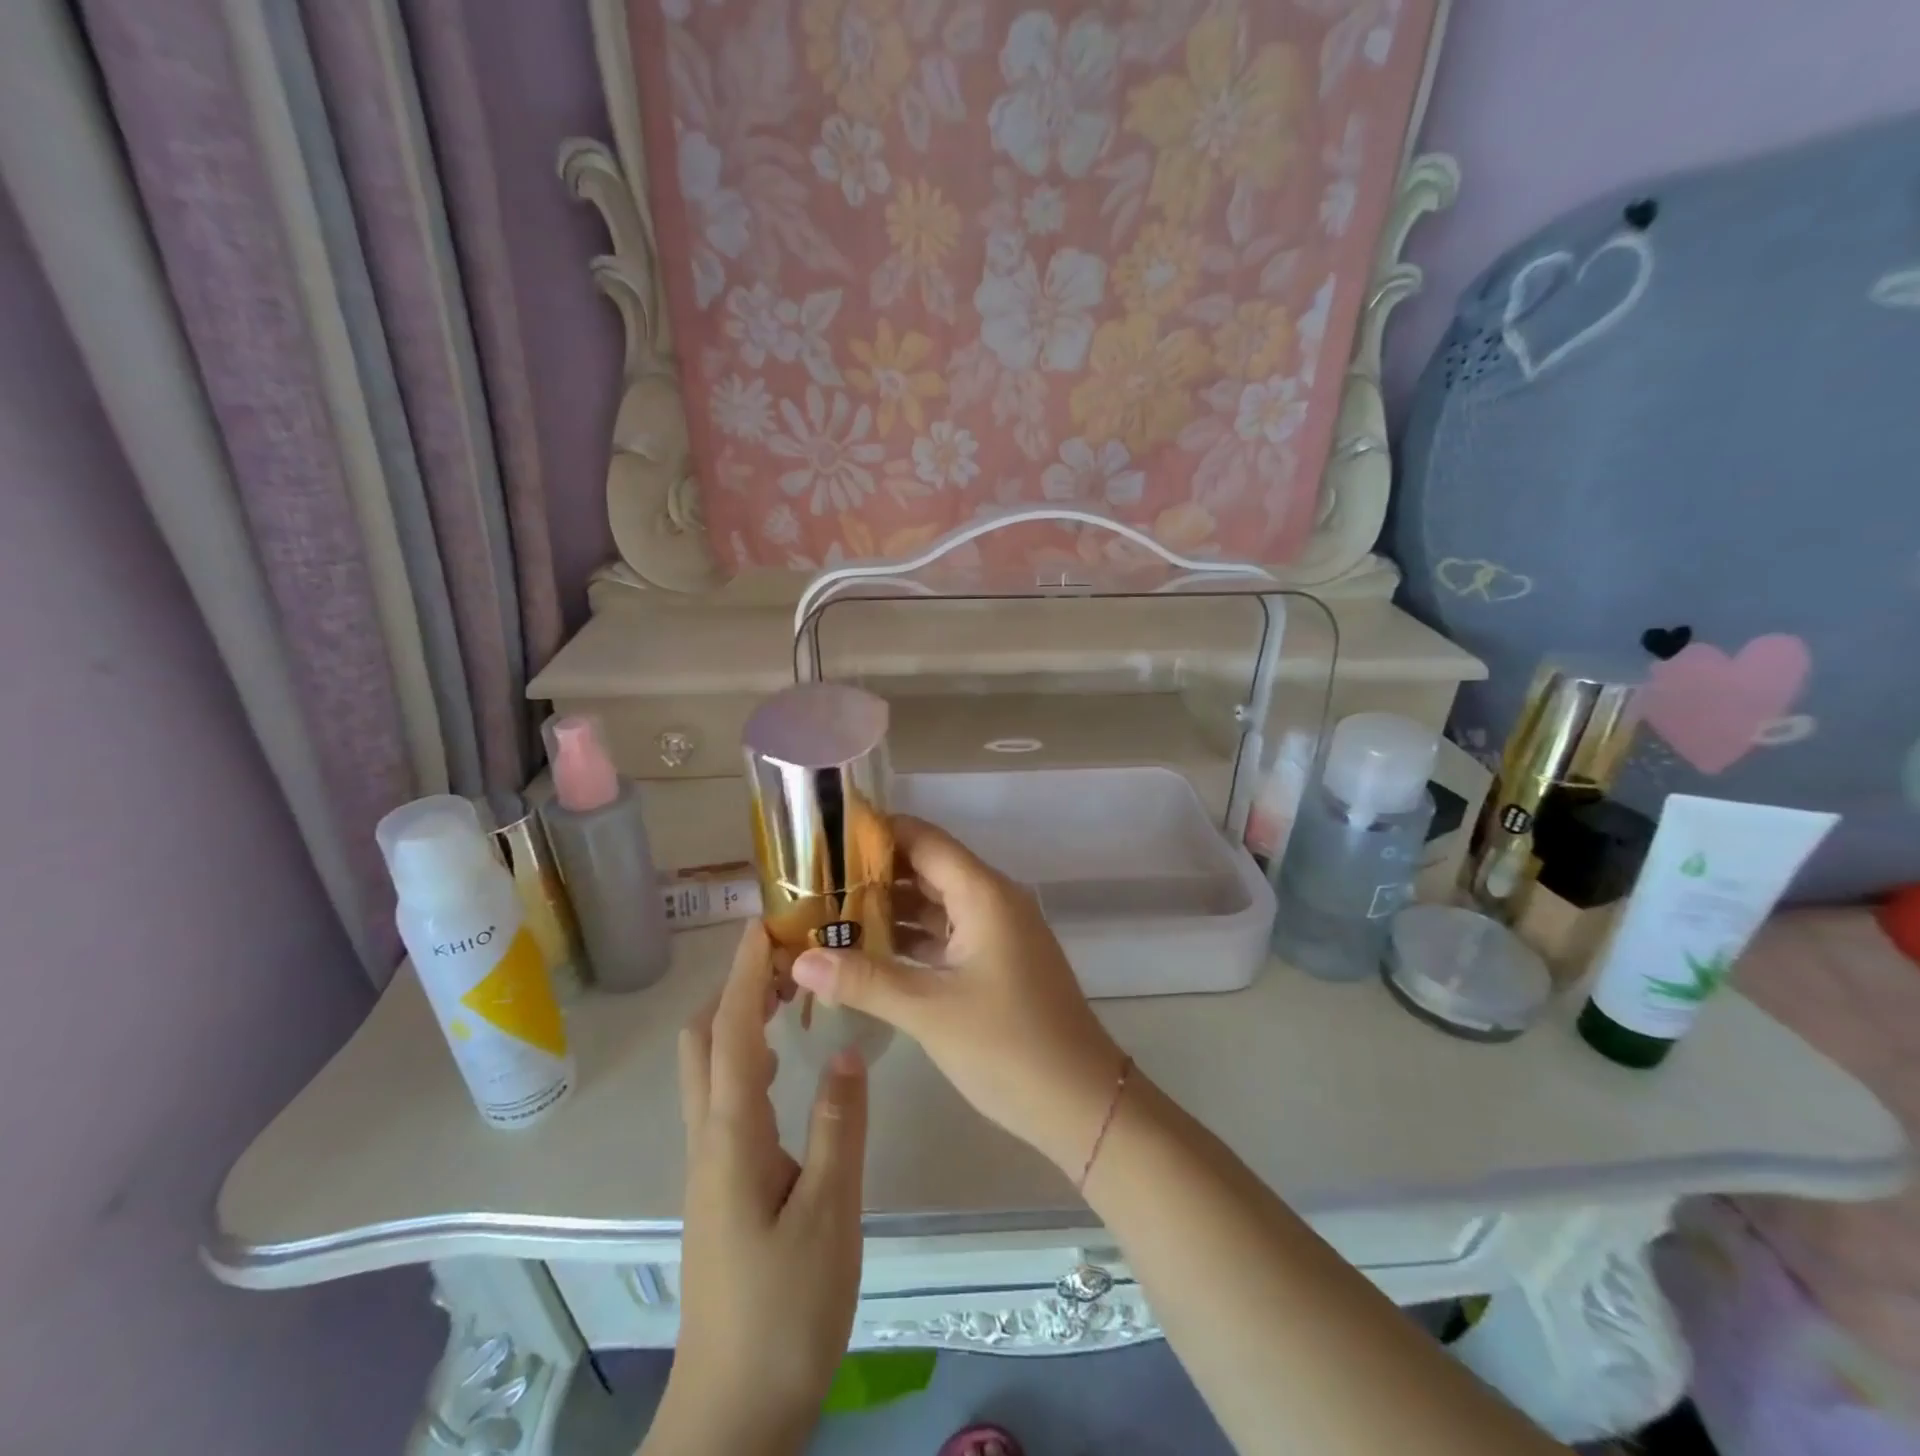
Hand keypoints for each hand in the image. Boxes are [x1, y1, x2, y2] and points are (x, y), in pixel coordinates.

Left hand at [657, 923, 867, 1453]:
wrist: (734, 1412)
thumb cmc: (785, 1311)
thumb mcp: (829, 1214)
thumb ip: (839, 1126)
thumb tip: (842, 1048)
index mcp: (731, 1137)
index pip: (728, 1033)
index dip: (742, 974)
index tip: (761, 924)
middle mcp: (709, 1140)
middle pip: (703, 1043)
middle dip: (734, 990)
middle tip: (786, 959)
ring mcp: (710, 1165)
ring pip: (710, 1071)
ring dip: (739, 1022)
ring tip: (791, 997)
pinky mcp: (723, 1186)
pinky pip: (727, 1098)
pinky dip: (748, 1059)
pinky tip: (786, 1067)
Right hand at [791, 816, 1124, 1173]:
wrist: (1081, 1102)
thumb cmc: (1008, 1046)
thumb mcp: (929, 1010)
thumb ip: (864, 980)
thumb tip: (799, 959)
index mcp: (983, 893)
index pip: (923, 839)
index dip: (876, 832)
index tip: (825, 837)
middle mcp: (991, 900)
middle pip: (927, 868)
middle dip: (873, 873)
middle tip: (815, 882)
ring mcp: (997, 932)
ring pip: (935, 903)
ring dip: (889, 908)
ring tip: (829, 914)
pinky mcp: (996, 961)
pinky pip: (946, 934)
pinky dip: (910, 938)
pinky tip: (868, 952)